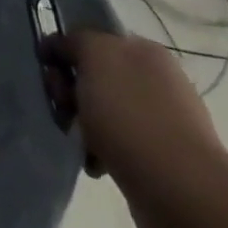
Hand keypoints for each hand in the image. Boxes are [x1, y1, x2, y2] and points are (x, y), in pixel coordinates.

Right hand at [42, 29, 227, 227]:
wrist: (178, 189)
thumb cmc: (130, 114)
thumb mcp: (95, 56)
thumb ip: (74, 40)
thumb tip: (63, 48)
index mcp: (144, 50)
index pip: (91, 39)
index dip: (64, 51)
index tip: (49, 71)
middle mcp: (155, 79)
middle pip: (92, 74)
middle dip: (68, 89)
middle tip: (63, 107)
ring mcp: (159, 119)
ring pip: (100, 109)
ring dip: (80, 122)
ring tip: (77, 140)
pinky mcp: (158, 155)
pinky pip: (114, 142)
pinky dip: (97, 150)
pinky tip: (94, 162)